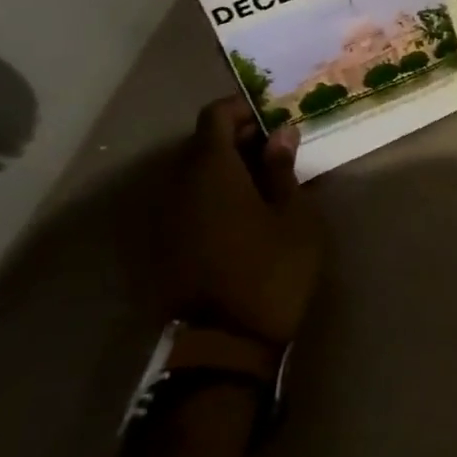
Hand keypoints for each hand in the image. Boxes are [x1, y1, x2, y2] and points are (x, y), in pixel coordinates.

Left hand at [162, 98, 325, 352]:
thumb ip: (281, 169)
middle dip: (237, 137)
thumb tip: (279, 132)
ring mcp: (164, 219)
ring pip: (192, 174)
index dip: (243, 108)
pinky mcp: (162, 247)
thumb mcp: (293, 215)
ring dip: (224, 167)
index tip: (274, 115)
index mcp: (210, 171)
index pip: (214, 117)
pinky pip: (186, 202)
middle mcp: (177, 187)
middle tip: (276, 148)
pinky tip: (241, 212)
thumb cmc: (270, 270)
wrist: (224, 348)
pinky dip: (211, 194)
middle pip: (201, 143)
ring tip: (263, 180)